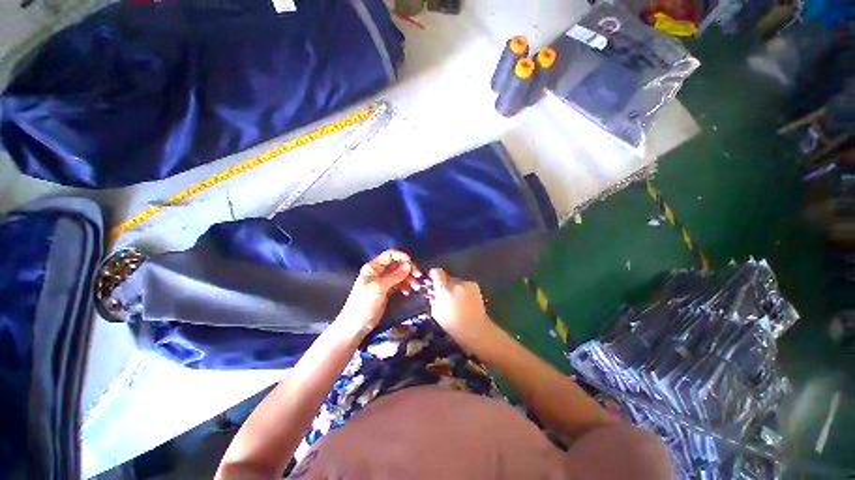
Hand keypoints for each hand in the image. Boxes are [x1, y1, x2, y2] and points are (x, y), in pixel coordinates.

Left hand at [338, 249, 419, 336]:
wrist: (356, 325)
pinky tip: (408, 292)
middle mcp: (379, 271)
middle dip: (408, 268)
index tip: (411, 263)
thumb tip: (408, 265)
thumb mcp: (378, 288)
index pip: (390, 255)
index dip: (401, 256)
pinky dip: (405, 286)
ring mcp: (384, 281)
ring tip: (415, 286)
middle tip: (418, 276)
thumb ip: (394, 276)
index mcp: (373, 267)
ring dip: (409, 278)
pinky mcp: (388, 290)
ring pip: (400, 274)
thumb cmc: (364, 304)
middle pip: (397, 264)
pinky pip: (399, 284)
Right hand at [427, 268, 495, 350]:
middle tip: (445, 295)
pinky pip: (465, 285)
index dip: (434, 275)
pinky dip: (463, 290)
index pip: (437, 272)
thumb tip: (433, 291)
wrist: (475, 328)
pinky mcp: (474, 285)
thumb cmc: (452, 324)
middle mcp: (455, 283)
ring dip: (454, 288)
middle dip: (445, 284)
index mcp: (444, 290)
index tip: (433, 279)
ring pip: (456, 281)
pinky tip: (466, 301)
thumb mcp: (436, 313)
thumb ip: (434, 299)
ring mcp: (466, 284)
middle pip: (447, 277)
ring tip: (457, 301)